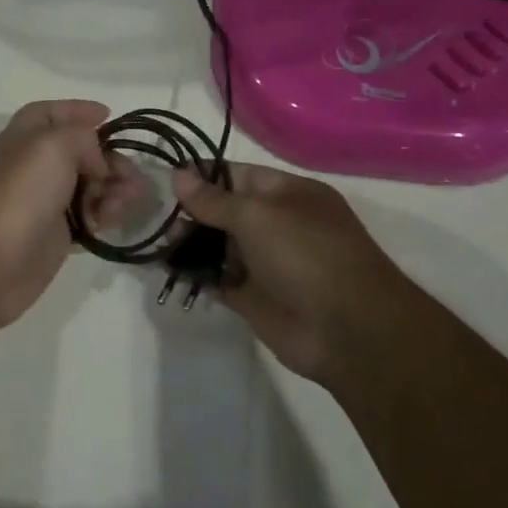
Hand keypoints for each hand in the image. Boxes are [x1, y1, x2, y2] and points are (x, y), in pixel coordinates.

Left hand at [0, 101, 141, 331]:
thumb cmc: (21, 193)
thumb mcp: (54, 145)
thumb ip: (83, 137)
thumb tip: (97, 160)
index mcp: (28, 132)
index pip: (56, 112)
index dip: (82, 111)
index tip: (111, 116)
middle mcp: (36, 161)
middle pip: (83, 150)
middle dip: (111, 159)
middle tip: (132, 177)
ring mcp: (47, 198)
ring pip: (92, 183)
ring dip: (115, 188)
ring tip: (126, 201)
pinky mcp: (58, 231)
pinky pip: (91, 214)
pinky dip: (106, 213)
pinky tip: (113, 220)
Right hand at [171, 163, 404, 385]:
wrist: (348, 331)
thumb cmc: (306, 256)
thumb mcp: (257, 216)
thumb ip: (213, 199)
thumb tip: (178, 175)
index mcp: (287, 194)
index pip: (236, 175)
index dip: (201, 176)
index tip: (165, 181)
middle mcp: (276, 224)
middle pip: (224, 210)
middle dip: (191, 213)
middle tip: (159, 221)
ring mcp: (266, 262)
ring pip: (219, 246)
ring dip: (191, 245)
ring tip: (161, 247)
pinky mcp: (254, 298)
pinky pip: (219, 279)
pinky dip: (197, 275)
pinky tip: (172, 271)